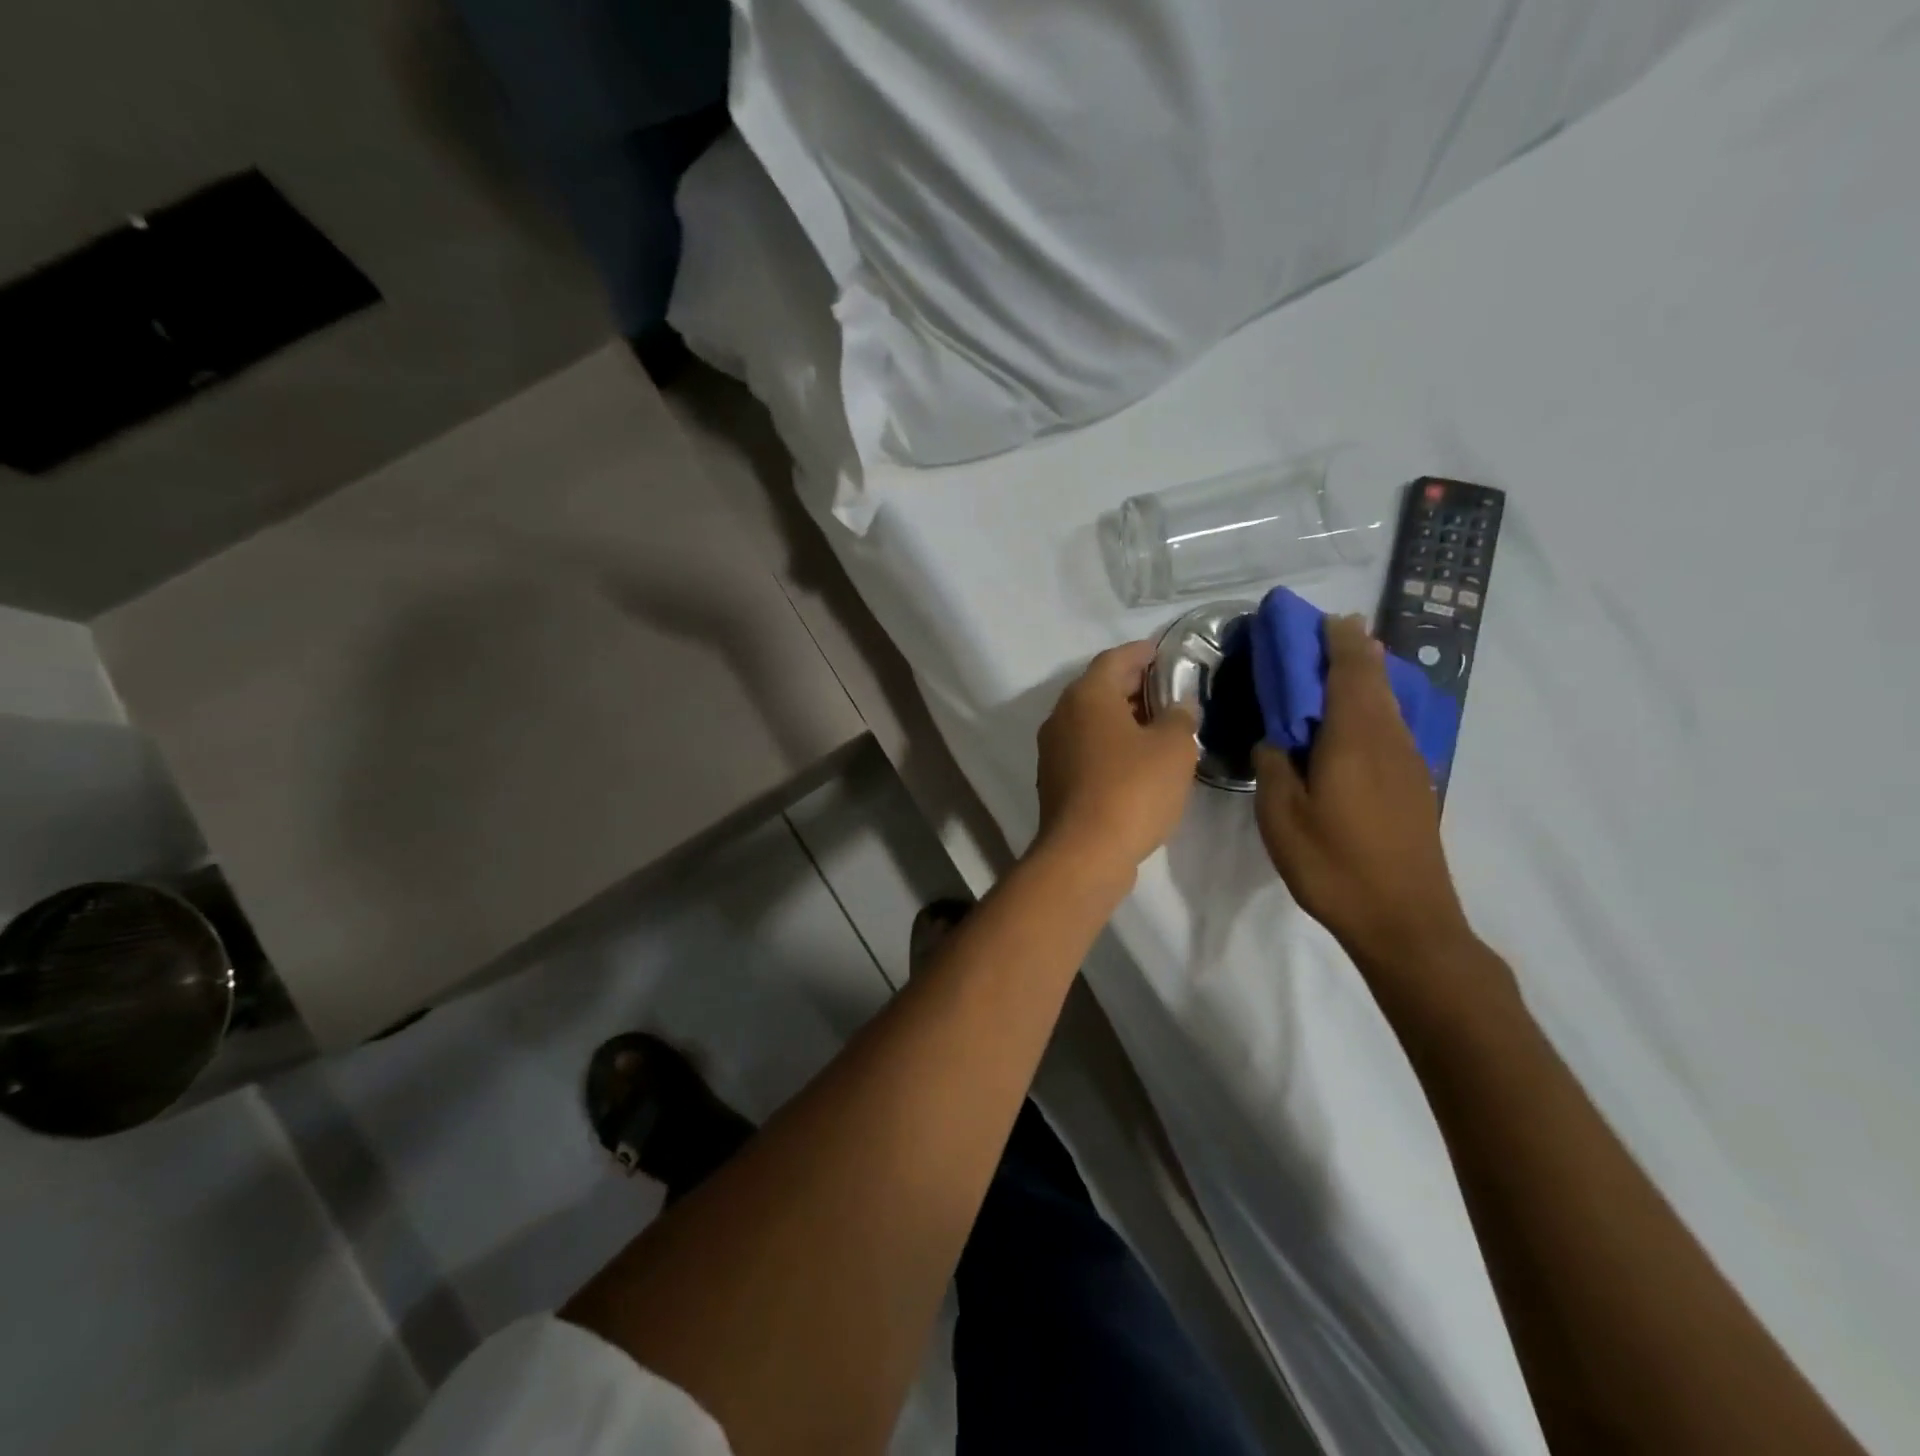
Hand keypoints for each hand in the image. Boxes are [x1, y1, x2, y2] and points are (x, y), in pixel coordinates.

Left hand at [1034, 642, 1198, 881]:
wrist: (1084, 852)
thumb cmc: (1132, 789)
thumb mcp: (1174, 748)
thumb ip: (1180, 717)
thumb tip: (1177, 706)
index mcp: (1087, 695)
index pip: (1115, 659)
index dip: (1141, 653)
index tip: (1163, 652)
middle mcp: (1062, 715)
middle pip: (1099, 688)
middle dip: (1133, 685)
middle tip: (1168, 689)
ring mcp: (1053, 749)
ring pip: (1091, 720)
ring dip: (1122, 717)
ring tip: (1158, 724)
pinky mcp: (1054, 779)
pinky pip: (1086, 748)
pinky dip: (1110, 744)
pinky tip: (1136, 760)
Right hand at [1254, 615, 1472, 970]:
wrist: (1405, 921)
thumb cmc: (1334, 864)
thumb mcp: (1281, 816)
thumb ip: (1274, 766)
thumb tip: (1275, 739)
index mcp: (1355, 738)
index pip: (1350, 671)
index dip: (1338, 640)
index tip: (1322, 618)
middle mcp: (1389, 740)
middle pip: (1375, 680)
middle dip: (1354, 652)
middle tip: (1327, 636)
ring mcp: (1408, 764)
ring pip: (1388, 704)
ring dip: (1366, 679)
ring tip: (1340, 668)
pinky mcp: (1415, 787)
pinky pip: (1392, 729)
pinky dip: (1372, 709)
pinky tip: (1355, 724)